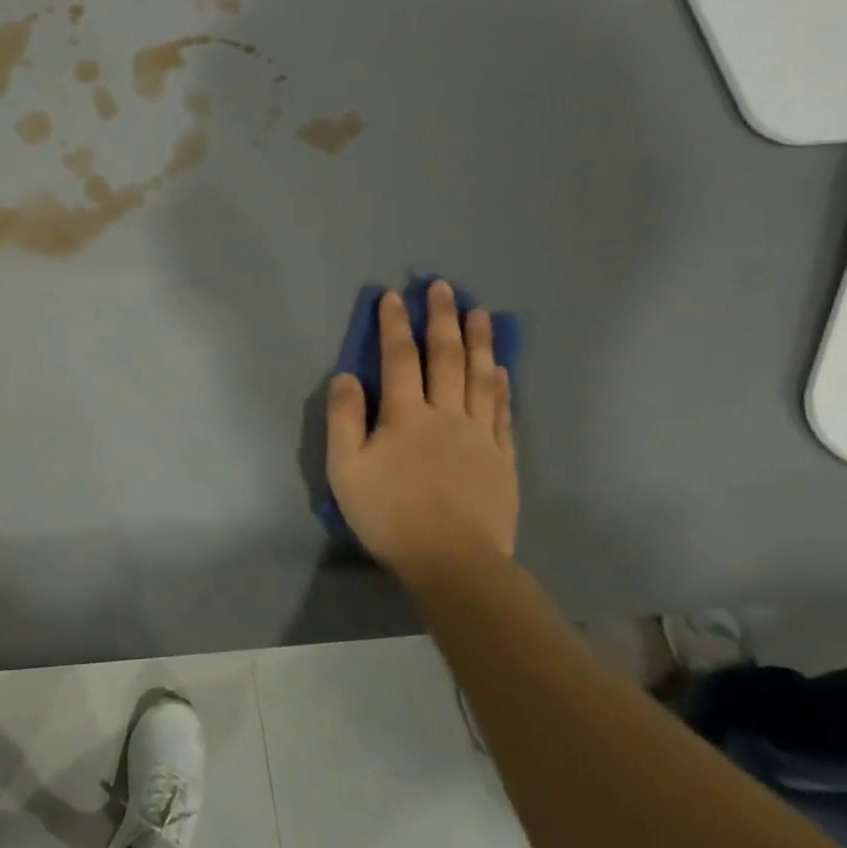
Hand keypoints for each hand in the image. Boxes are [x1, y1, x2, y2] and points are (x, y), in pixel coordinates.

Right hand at [326, 280, 516, 575]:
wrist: (452, 560)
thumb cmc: (388, 514)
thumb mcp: (345, 468)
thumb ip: (344, 419)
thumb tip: (346, 376)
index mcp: (405, 415)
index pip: (399, 359)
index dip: (394, 325)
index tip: (392, 296)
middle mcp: (446, 414)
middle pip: (445, 357)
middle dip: (442, 319)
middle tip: (443, 287)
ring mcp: (479, 434)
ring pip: (480, 377)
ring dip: (478, 341)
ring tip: (480, 312)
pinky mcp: (502, 457)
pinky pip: (502, 411)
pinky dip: (501, 385)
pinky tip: (501, 369)